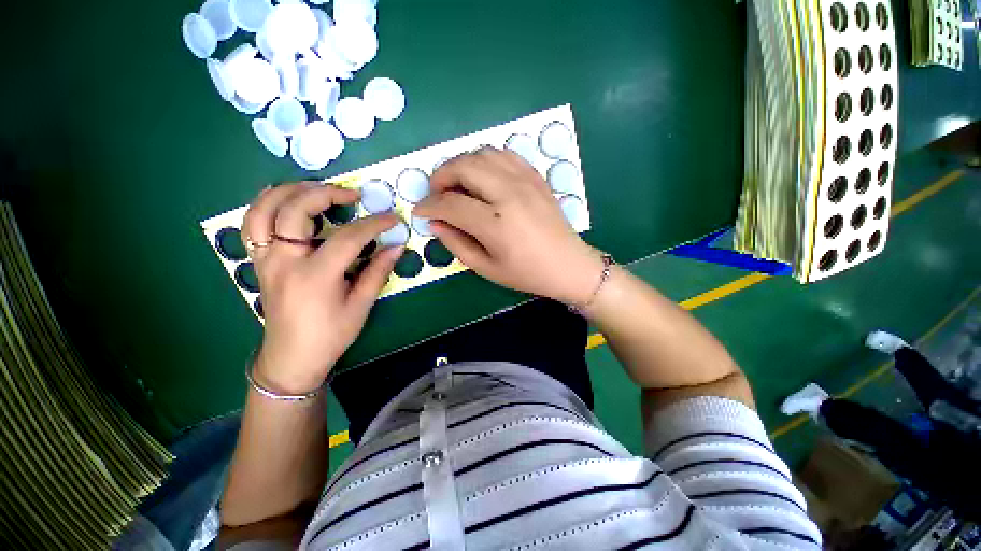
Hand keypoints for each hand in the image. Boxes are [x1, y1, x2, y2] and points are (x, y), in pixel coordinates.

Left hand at [241, 183, 402, 393]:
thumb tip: (397, 247)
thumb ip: (378, 271)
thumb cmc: (330, 335)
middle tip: (352, 194)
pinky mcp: (259, 262)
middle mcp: (284, 262)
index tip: (392, 218)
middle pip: (295, 210)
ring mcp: (265, 260)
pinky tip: (286, 200)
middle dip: (326, 194)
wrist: (291, 357)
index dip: (373, 224)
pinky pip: (253, 223)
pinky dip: (267, 204)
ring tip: (316, 187)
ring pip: (263, 210)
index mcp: (315, 276)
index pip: (347, 237)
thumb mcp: (361, 305)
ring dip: (289, 190)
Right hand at [413, 148, 603, 304]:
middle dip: (440, 176)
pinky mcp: (535, 177)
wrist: (568, 264)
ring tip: (457, 184)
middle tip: (436, 193)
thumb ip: (456, 243)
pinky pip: (504, 155)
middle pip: (464, 167)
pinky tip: (482, 177)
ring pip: (482, 154)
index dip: (429, 205)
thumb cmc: (526, 273)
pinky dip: (485, 160)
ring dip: (461, 165)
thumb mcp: (486, 267)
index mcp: (496, 224)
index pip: (451, 204)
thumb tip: (434, 222)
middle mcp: (510, 195)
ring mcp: (525, 182)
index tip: (420, 210)